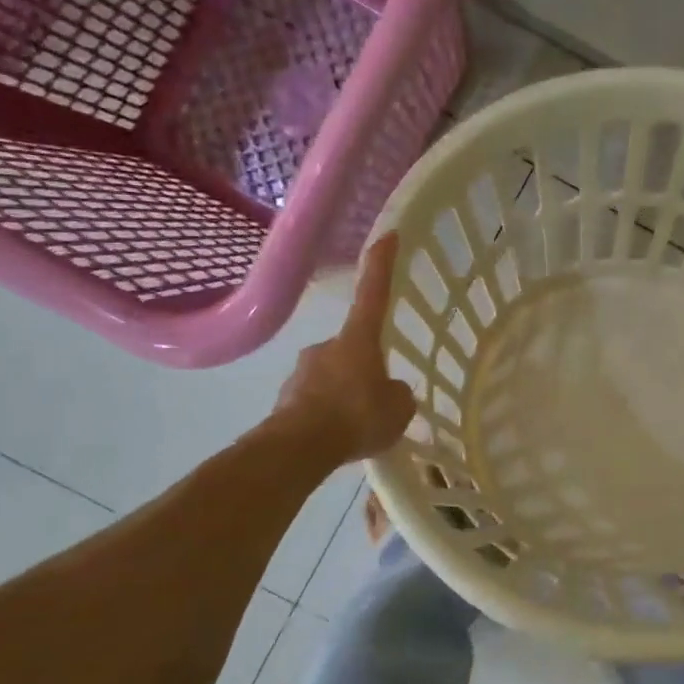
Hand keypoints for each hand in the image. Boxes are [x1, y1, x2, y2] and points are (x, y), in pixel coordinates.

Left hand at [272, 233, 416, 465]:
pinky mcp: (285, 398)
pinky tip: (336, 438)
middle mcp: (327, 346)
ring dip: (343, 395)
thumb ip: (398, 395)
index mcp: (358, 340)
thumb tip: (389, 392)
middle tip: (375, 400)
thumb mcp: (398, 409)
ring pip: (331, 377)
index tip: (387, 236)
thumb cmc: (356, 417)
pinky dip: (326, 414)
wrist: (299, 447)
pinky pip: (315, 401)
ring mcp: (301, 371)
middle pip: (352, 349)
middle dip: (363, 369)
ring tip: (356, 427)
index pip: (373, 293)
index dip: (381, 265)